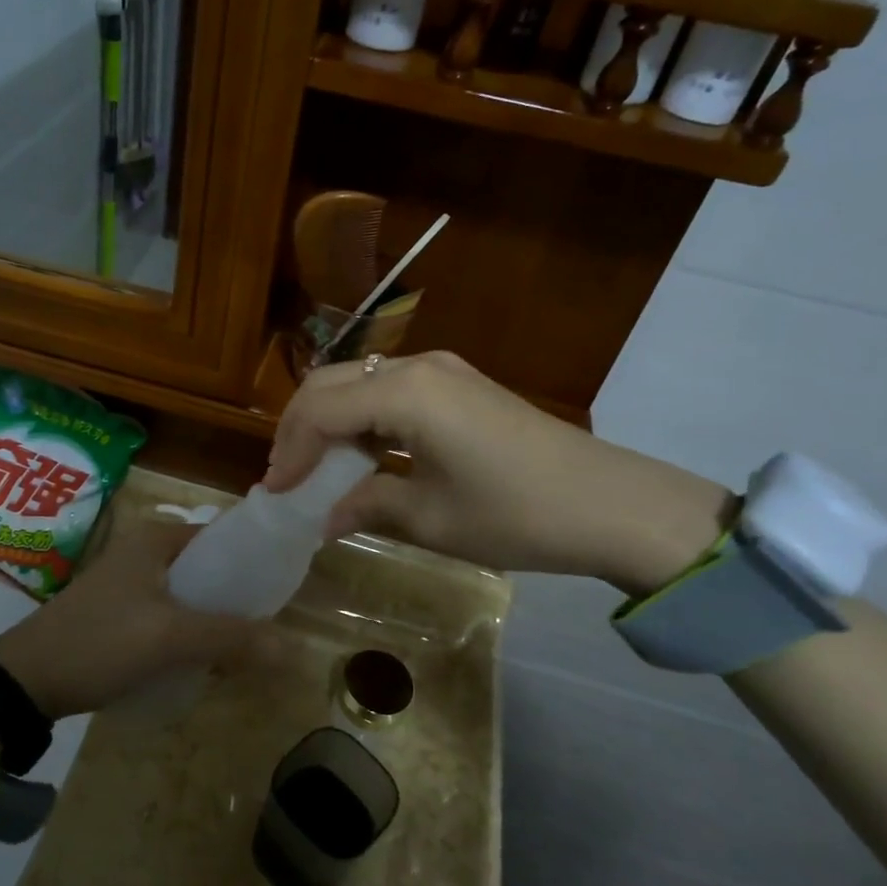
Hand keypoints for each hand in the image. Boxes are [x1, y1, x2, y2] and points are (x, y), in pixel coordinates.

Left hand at [0, 517, 261, 750]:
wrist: (26, 680)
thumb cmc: (100, 642)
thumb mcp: (169, 638)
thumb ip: (230, 638)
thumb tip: (291, 648)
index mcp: (156, 539)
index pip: (221, 537)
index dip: (253, 561)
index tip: (282, 591)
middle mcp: (143, 551)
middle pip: (207, 569)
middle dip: (236, 598)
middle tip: (266, 628)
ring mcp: (129, 582)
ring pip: (189, 595)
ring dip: (214, 619)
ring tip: (242, 648)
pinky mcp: (120, 611)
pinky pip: (169, 614)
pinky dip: (189, 631)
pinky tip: (204, 659)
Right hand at [264, 352, 731, 594]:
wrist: (611, 504)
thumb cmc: (516, 514)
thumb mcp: (431, 519)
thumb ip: (367, 505)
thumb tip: (324, 519)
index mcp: (405, 394)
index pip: (320, 411)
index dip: (290, 451)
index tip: (275, 493)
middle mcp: (418, 367)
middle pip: (332, 383)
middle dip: (300, 427)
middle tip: (287, 476)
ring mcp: (444, 370)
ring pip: (360, 382)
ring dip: (331, 420)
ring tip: (317, 468)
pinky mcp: (461, 384)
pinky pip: (392, 390)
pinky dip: (365, 418)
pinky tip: (364, 453)